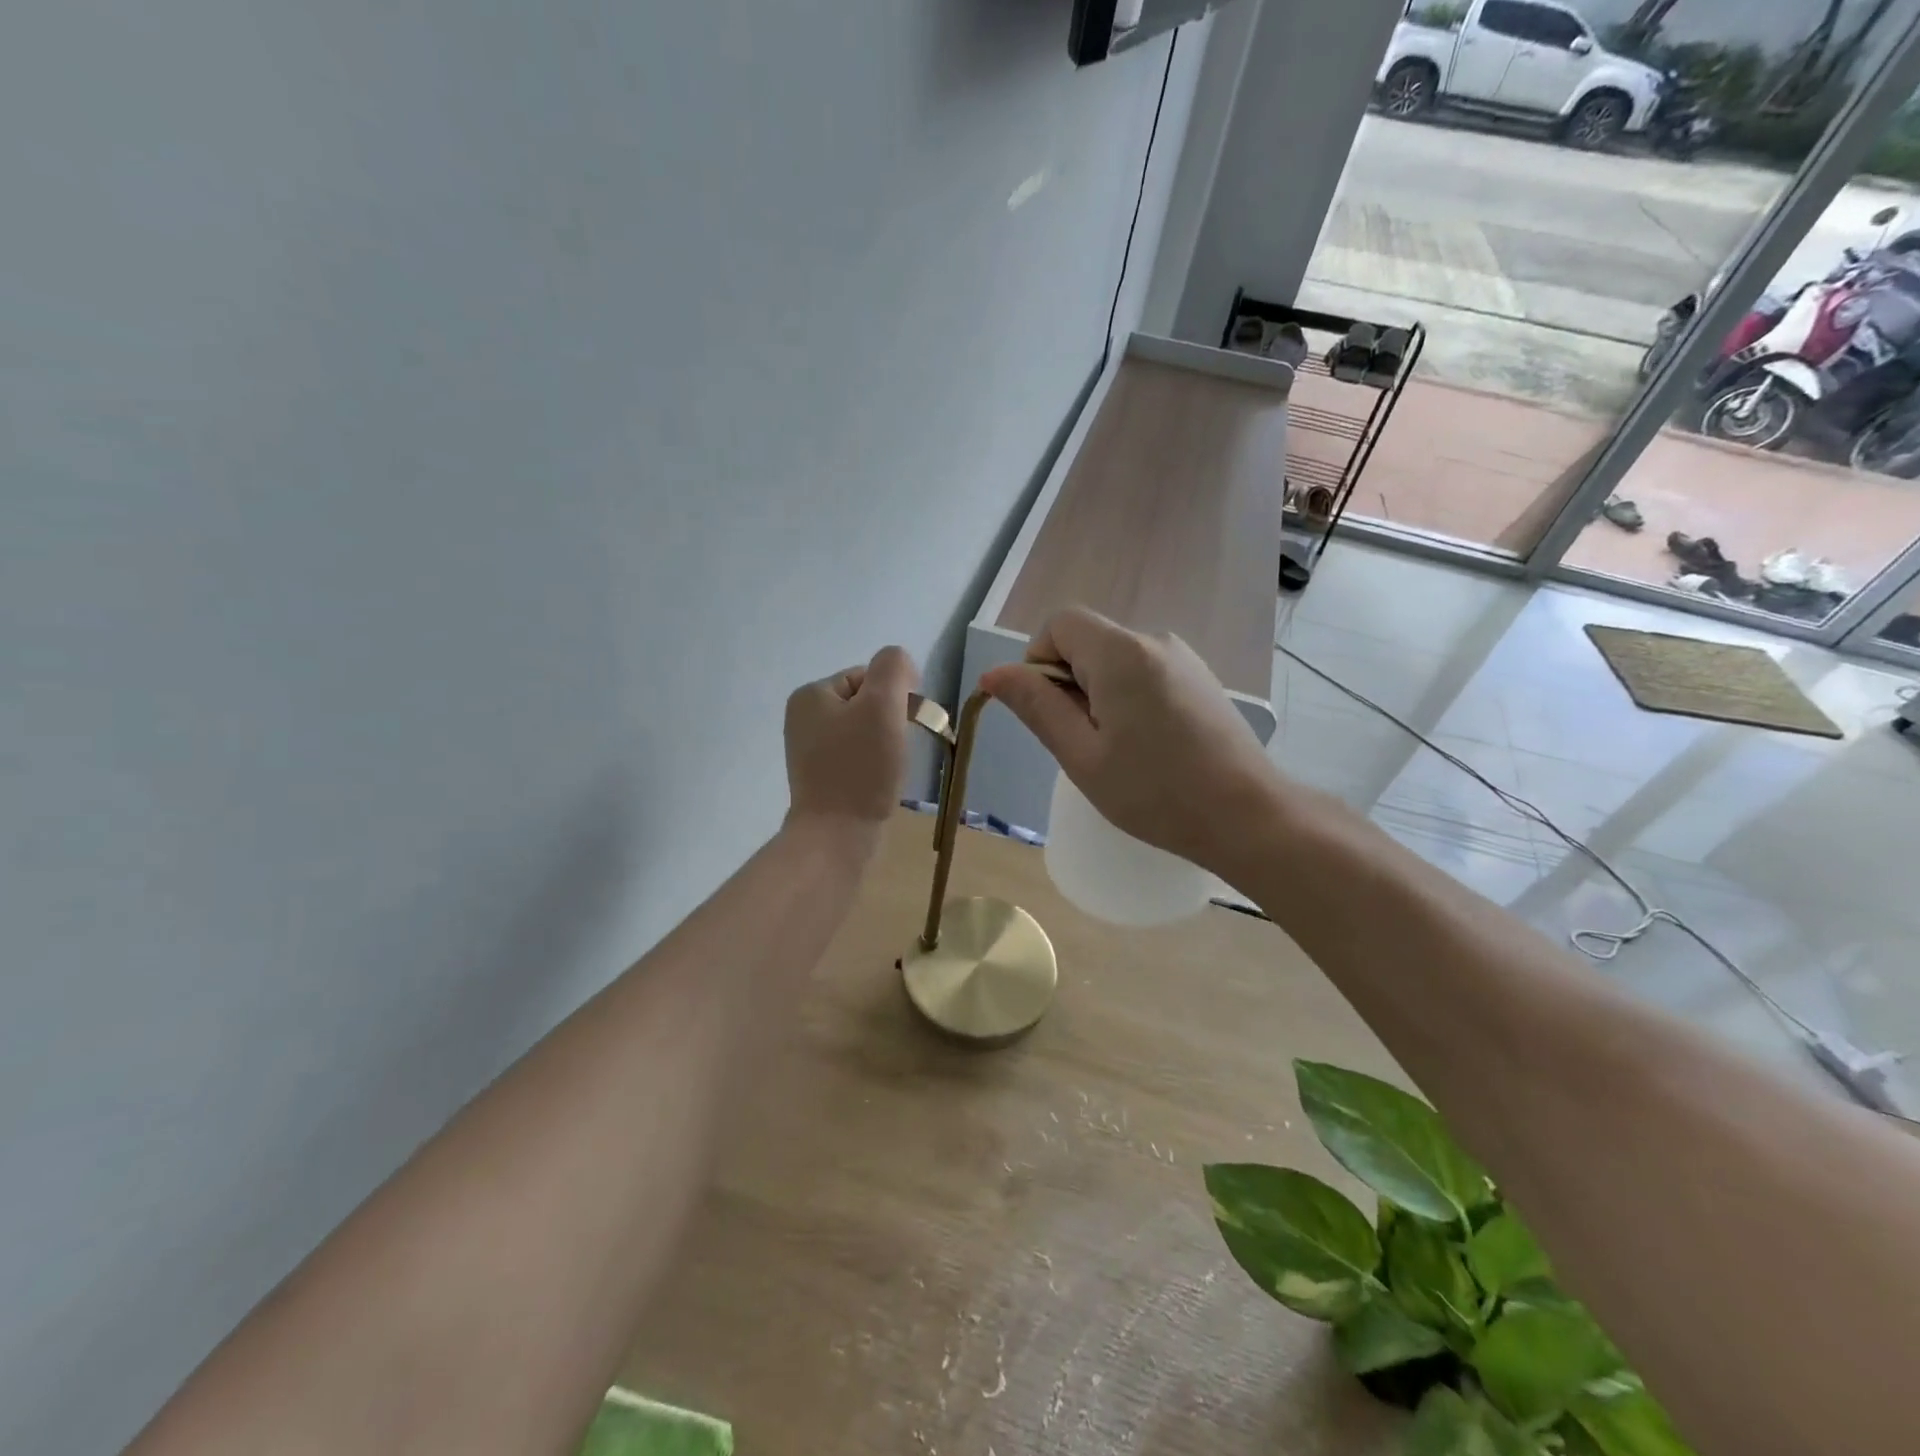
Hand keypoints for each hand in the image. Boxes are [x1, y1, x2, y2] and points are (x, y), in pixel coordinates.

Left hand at [784, 646, 918, 843]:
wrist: (836, 835)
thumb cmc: (860, 767)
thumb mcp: (883, 704)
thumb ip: (893, 668)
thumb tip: (899, 666)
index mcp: (811, 694)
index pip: (869, 677)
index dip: (895, 697)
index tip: (904, 727)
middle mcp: (803, 717)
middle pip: (866, 704)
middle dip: (889, 723)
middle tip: (896, 751)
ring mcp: (808, 750)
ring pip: (864, 732)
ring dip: (884, 745)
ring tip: (887, 770)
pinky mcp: (819, 777)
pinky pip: (856, 757)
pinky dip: (872, 766)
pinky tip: (877, 784)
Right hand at [980, 608, 1281, 873]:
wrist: (1248, 816)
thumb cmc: (1156, 792)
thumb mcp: (1082, 755)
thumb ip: (1037, 707)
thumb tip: (993, 674)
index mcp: (1121, 653)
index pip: (1059, 624)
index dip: (1040, 661)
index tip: (1050, 713)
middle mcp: (1154, 641)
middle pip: (1087, 640)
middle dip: (1069, 683)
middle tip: (1084, 742)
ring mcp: (1183, 658)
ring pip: (1115, 659)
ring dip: (1098, 694)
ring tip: (1118, 750)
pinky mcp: (1200, 678)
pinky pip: (1144, 672)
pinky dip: (1127, 698)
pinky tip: (1148, 745)